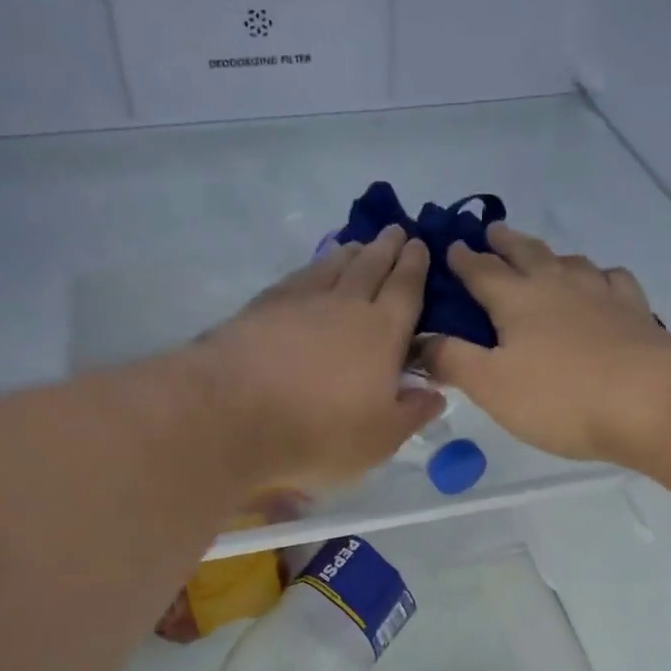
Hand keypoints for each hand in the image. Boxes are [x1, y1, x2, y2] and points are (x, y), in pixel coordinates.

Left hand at [194, 226, 444, 488]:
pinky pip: (300, 275)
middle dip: (387, 247)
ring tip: (359, 244)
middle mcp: (346, 304)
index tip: (420, 246)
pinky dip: (315, 266)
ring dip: (352, 251)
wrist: (233, 414)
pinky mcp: (264, 305)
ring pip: (334, 264)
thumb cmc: (320, 432)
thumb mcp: (381, 438)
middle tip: (397, 231)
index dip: (416, 266)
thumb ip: (412, 413)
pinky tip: (314, 269)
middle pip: (371, 265)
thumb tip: (436, 393)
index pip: (406, 288)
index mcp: (383, 331)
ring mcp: (301, 300)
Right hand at [421, 224, 670, 463]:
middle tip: (493, 230)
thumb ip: (452, 360)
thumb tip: (418, 341)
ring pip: (571, 262)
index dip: (463, 260)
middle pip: (527, 254)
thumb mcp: (492, 386)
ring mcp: (600, 294)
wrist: (649, 400)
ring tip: (545, 258)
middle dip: (506, 242)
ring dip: (551, 255)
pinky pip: (612, 280)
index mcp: (517, 301)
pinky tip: (601, 285)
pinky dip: (599, 277)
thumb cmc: (560, 396)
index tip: (450, 246)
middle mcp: (557, 286)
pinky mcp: (634, 311)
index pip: (482, 272)